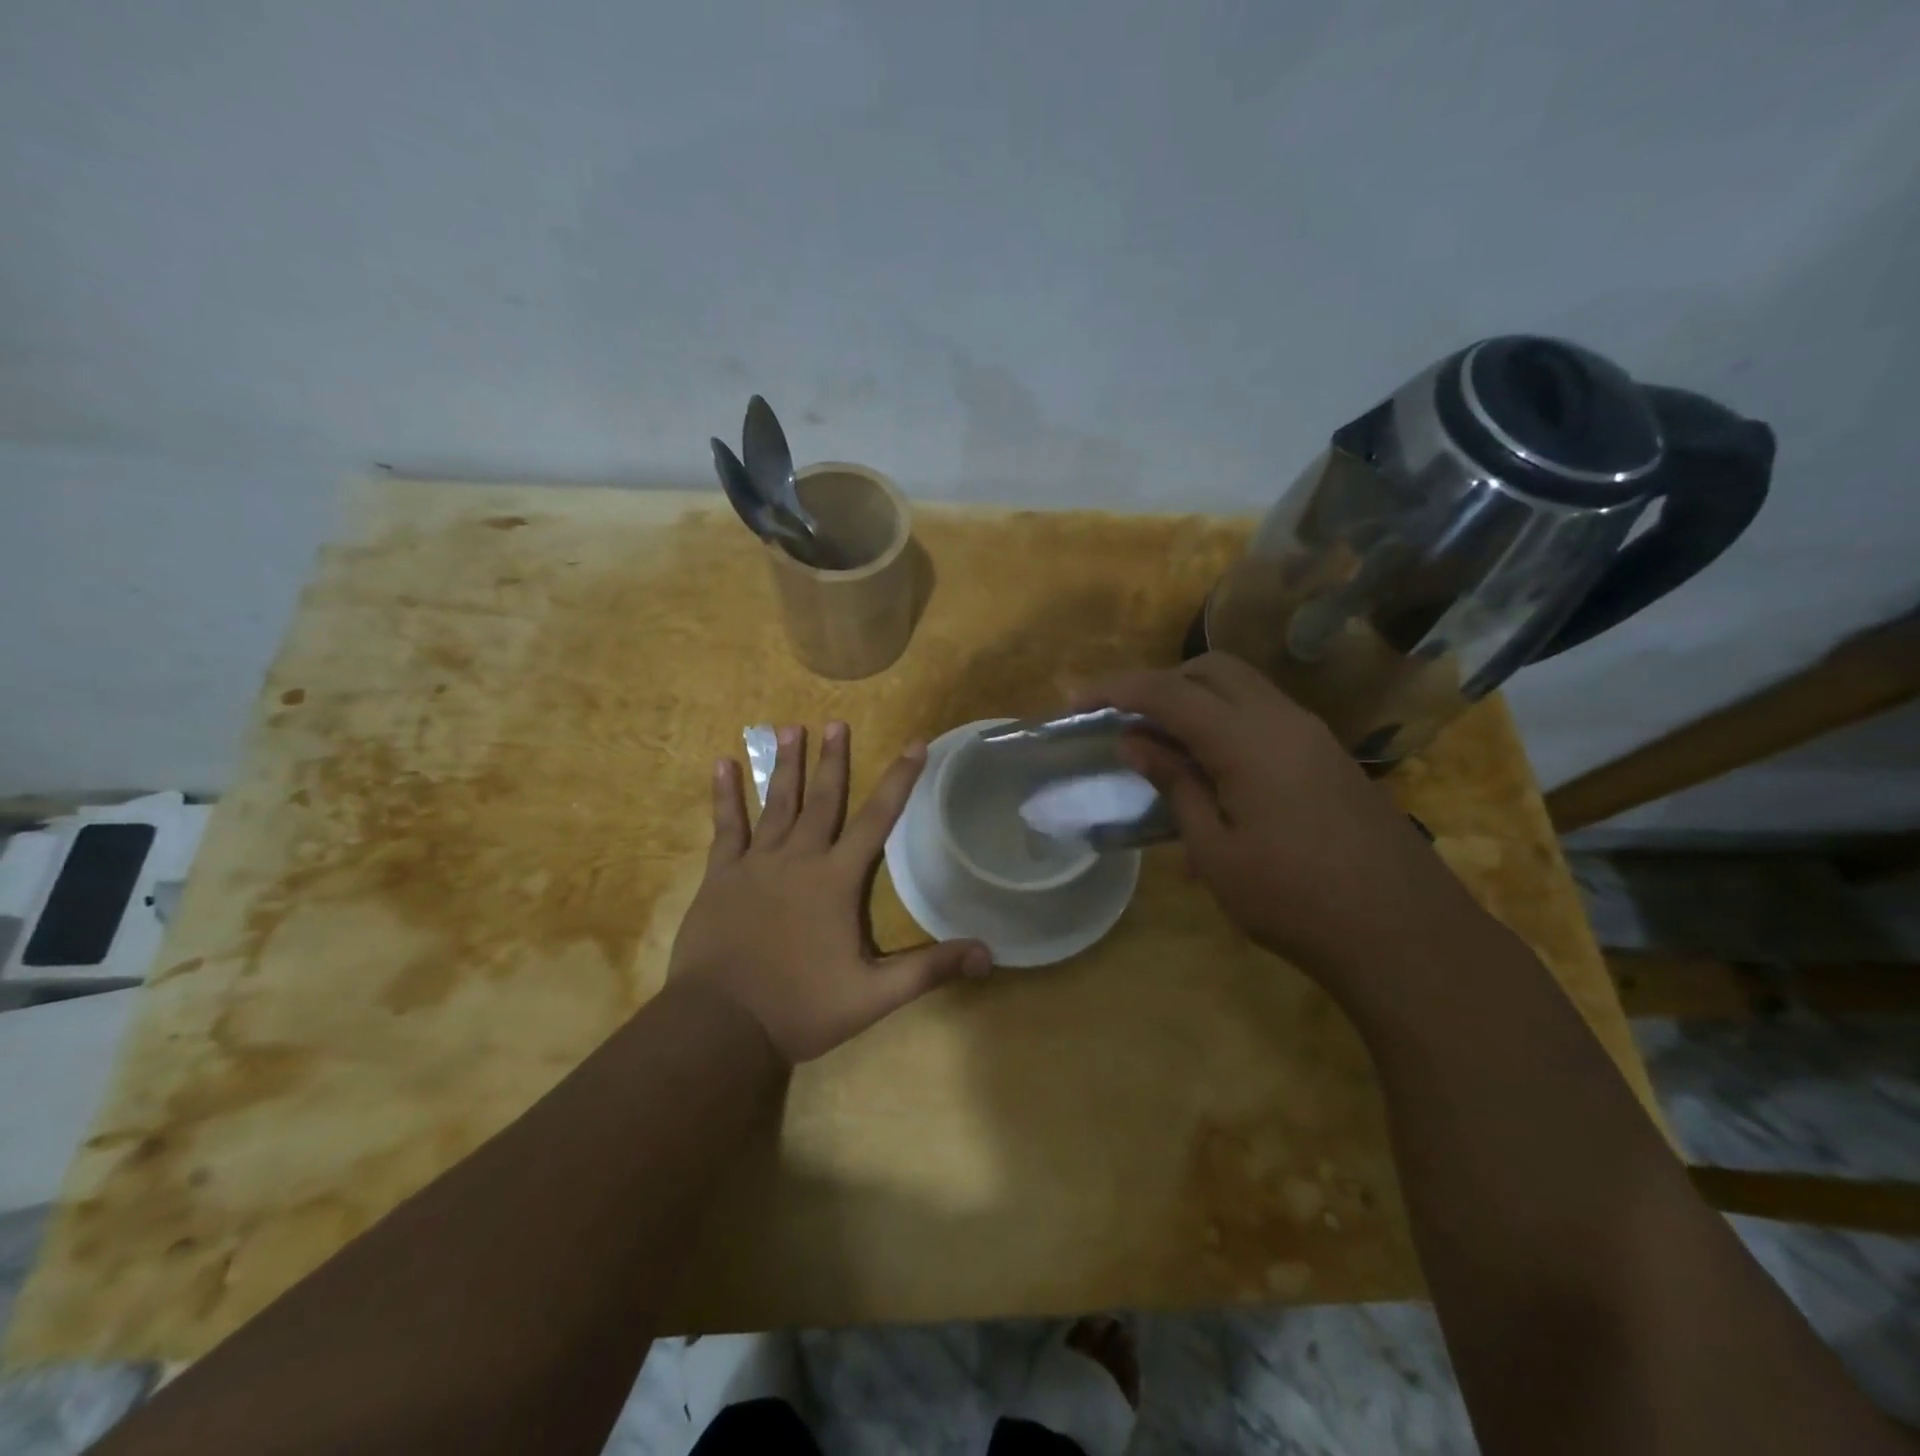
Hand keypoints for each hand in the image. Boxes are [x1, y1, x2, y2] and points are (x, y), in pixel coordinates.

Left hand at [669, 722, 991, 1063]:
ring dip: (784, 764)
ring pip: (775, 803)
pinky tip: (722, 764)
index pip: (877, 819)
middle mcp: (798, 858)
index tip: (915, 744)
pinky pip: (725, 826)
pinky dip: (725, 795)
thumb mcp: (873, 995)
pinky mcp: (720, 876)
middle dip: (833, 759)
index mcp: (836, 880)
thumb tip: (988, 954)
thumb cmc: (800, 1008)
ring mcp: (755, 864)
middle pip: (823, 799)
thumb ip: (929, 970)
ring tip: (790, 728)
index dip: (900, 779)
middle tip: (836, 722)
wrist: (721, 1026)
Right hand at [1076, 654, 1478, 982]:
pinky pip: (1266, 720)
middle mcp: (1283, 720)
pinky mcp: (1329, 757)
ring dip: (1197, 703)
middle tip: (1127, 722)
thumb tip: (1136, 741)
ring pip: (1244, 690)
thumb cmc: (1294, 900)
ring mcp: (1313, 736)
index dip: (1116, 689)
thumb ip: (1175, 785)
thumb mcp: (1217, 851)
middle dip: (1162, 683)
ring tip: (1165, 751)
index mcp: (1248, 739)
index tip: (1077, 702)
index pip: (1169, 691)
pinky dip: (1228, 727)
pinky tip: (1215, 781)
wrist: (1405, 934)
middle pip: (1212, 670)